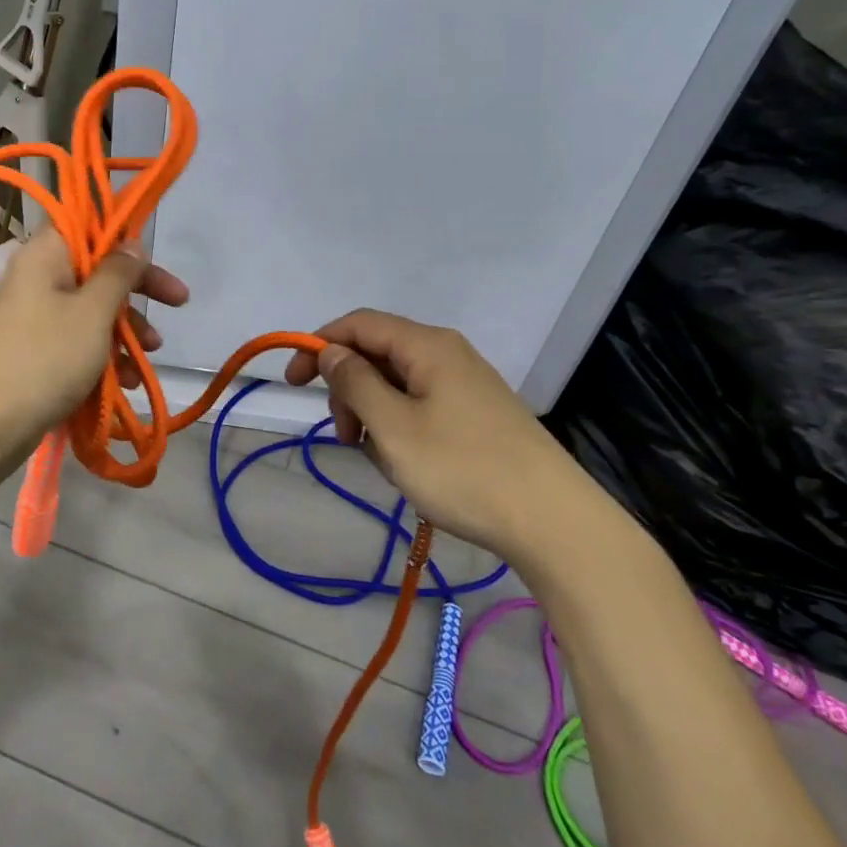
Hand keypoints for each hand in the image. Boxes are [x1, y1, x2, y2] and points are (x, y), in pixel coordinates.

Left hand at [0, 227, 188, 442]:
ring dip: (126, 329)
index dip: (122, 237)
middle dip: (138, 290)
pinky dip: (103, 355)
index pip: (87, 226)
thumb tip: (132, 243)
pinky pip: (77, 341)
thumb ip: (118, 273)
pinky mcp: (35, 352)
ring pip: (91, 310)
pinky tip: (125, 383)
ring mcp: (34, 317)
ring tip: (150, 355)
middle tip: (179, 301)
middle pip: (96, 270)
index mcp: (45, 256)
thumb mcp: (93, 311)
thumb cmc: (46, 356)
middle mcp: (37, 279)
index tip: (152, 257)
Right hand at [284, 309, 602, 561]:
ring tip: (382, 460)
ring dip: (374, 414)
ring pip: (398, 383)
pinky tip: (409, 464)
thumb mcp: (393, 427)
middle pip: (378, 353)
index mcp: (427, 346)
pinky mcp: (478, 413)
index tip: (293, 383)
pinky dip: (401, 427)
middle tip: (345, 436)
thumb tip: (331, 352)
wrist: (554, 522)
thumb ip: (355, 382)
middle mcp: (447, 353)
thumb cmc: (463, 469)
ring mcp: (466, 384)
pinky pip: (422, 405)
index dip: (319, 345)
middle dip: (349, 389)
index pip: (358, 324)